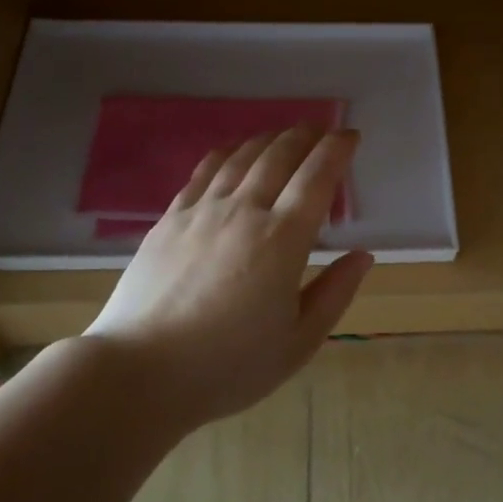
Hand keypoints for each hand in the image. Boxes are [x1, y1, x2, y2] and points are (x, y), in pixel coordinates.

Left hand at [84, 127, 372, 431]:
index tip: (350, 136)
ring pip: (241, 157)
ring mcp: (201, 211)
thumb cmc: (228, 365)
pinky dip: (227, 153)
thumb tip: (363, 255)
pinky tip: (232, 151)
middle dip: (305, 136)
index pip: (317, 177)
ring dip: (268, 138)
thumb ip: (335, 293)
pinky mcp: (169, 219)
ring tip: (283, 134)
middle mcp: (244, 210)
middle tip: (320, 130)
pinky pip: (203, 171)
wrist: (140, 371)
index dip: (337, 150)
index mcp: (283, 239)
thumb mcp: (298, 342)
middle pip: (279, 156)